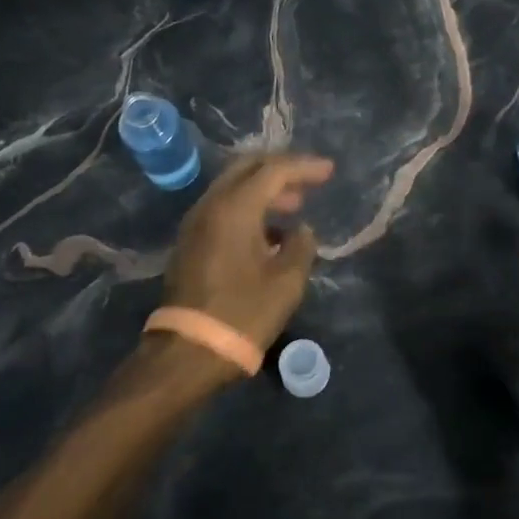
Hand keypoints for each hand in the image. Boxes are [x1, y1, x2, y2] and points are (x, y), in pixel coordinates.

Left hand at [161, 152, 333, 357]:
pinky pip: (223, 208)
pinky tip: (270, 232)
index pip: (273, 170)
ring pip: (233, 188)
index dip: (304, 166)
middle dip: (280, 169)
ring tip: (294, 206)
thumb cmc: (243, 313)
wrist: (188, 351)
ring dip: (264, 190)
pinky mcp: (191, 242)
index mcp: (235, 208)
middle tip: (309, 181)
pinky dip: (248, 207)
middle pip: (247, 168)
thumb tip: (301, 231)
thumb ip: (301, 246)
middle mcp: (211, 206)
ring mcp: (196, 223)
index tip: (329, 171)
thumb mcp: (287, 281)